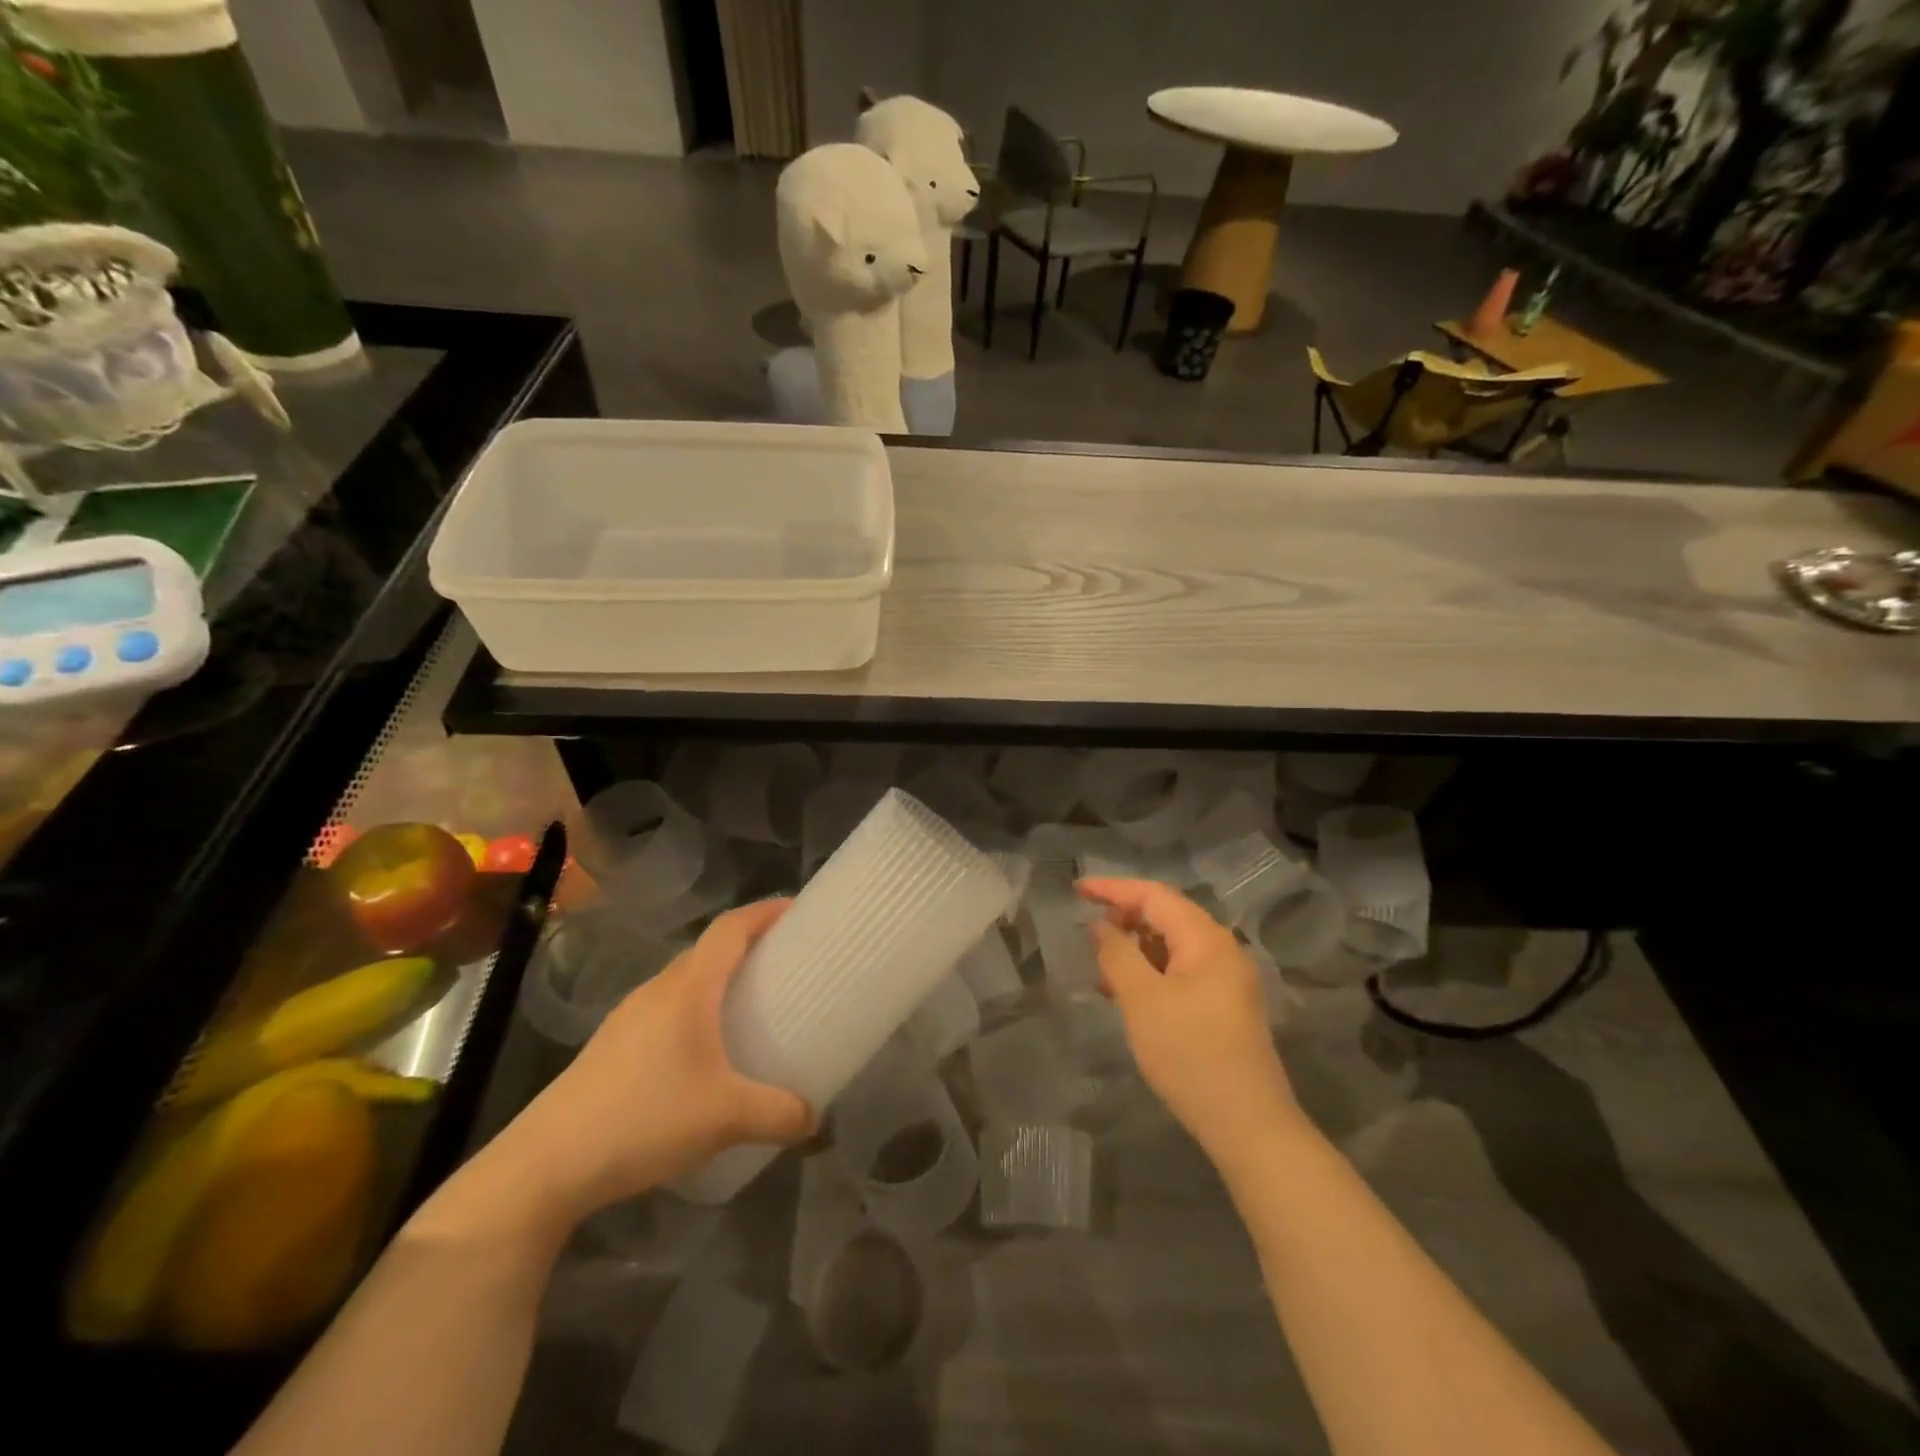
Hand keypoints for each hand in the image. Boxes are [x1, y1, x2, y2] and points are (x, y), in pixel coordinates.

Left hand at [465, 900, 815, 1230]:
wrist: (546, 1165)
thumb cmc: (644, 1119)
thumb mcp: (726, 1118)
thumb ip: (779, 1114)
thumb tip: (814, 1118)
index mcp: (688, 988)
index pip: (731, 928)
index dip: (766, 911)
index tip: (799, 910)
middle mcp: (657, 990)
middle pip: (708, 950)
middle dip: (748, 945)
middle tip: (785, 963)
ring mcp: (629, 1017)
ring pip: (684, 981)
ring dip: (719, 980)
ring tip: (751, 1005)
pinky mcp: (612, 1046)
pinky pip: (666, 1009)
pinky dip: (696, 1010)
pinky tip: (704, 1052)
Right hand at [1079, 878, 1301, 1162]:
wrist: (1248, 1125)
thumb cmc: (1190, 1054)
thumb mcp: (1141, 1000)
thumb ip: (1117, 954)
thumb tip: (1101, 926)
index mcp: (1206, 939)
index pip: (1155, 895)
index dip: (1113, 889)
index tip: (1078, 889)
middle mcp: (1222, 950)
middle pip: (1167, 916)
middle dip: (1125, 918)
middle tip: (1089, 933)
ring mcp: (1227, 980)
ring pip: (1173, 946)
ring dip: (1136, 948)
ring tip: (1101, 968)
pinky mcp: (1224, 1007)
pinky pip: (1181, 972)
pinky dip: (1151, 972)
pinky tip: (1128, 994)